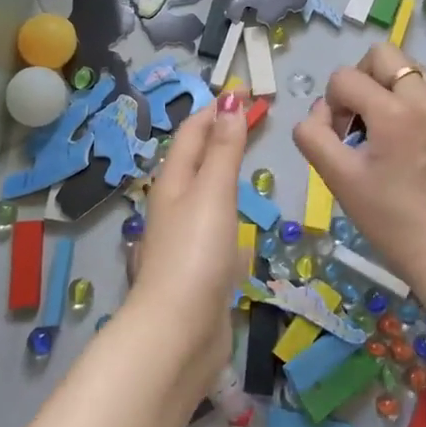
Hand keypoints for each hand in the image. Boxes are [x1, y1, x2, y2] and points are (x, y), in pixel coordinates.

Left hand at [130, 92, 248, 394]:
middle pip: (196, 159)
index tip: (243, 92)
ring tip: (248, 159)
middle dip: (220, 135)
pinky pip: (214, 224)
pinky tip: (240, 220)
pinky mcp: (199, 267)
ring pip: (204, 192)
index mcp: (173, 182)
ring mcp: (185, 238)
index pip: (193, 132)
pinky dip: (228, 208)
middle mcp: (174, 205)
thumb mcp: (212, 192)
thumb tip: (228, 101)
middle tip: (253, 118)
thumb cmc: (196, 254)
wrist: (178, 333)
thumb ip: (223, 149)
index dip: (216, 109)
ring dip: (222, 170)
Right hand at [292, 43, 425, 293]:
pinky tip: (416, 150)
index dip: (332, 103)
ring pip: (413, 72)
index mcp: (394, 111)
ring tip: (388, 131)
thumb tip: (320, 112)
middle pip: (385, 55)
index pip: (345, 77)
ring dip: (391, 91)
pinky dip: (417, 111)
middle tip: (361, 119)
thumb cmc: (387, 218)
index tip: (341, 138)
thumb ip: (312, 134)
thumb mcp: (337, 178)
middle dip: (363, 79)